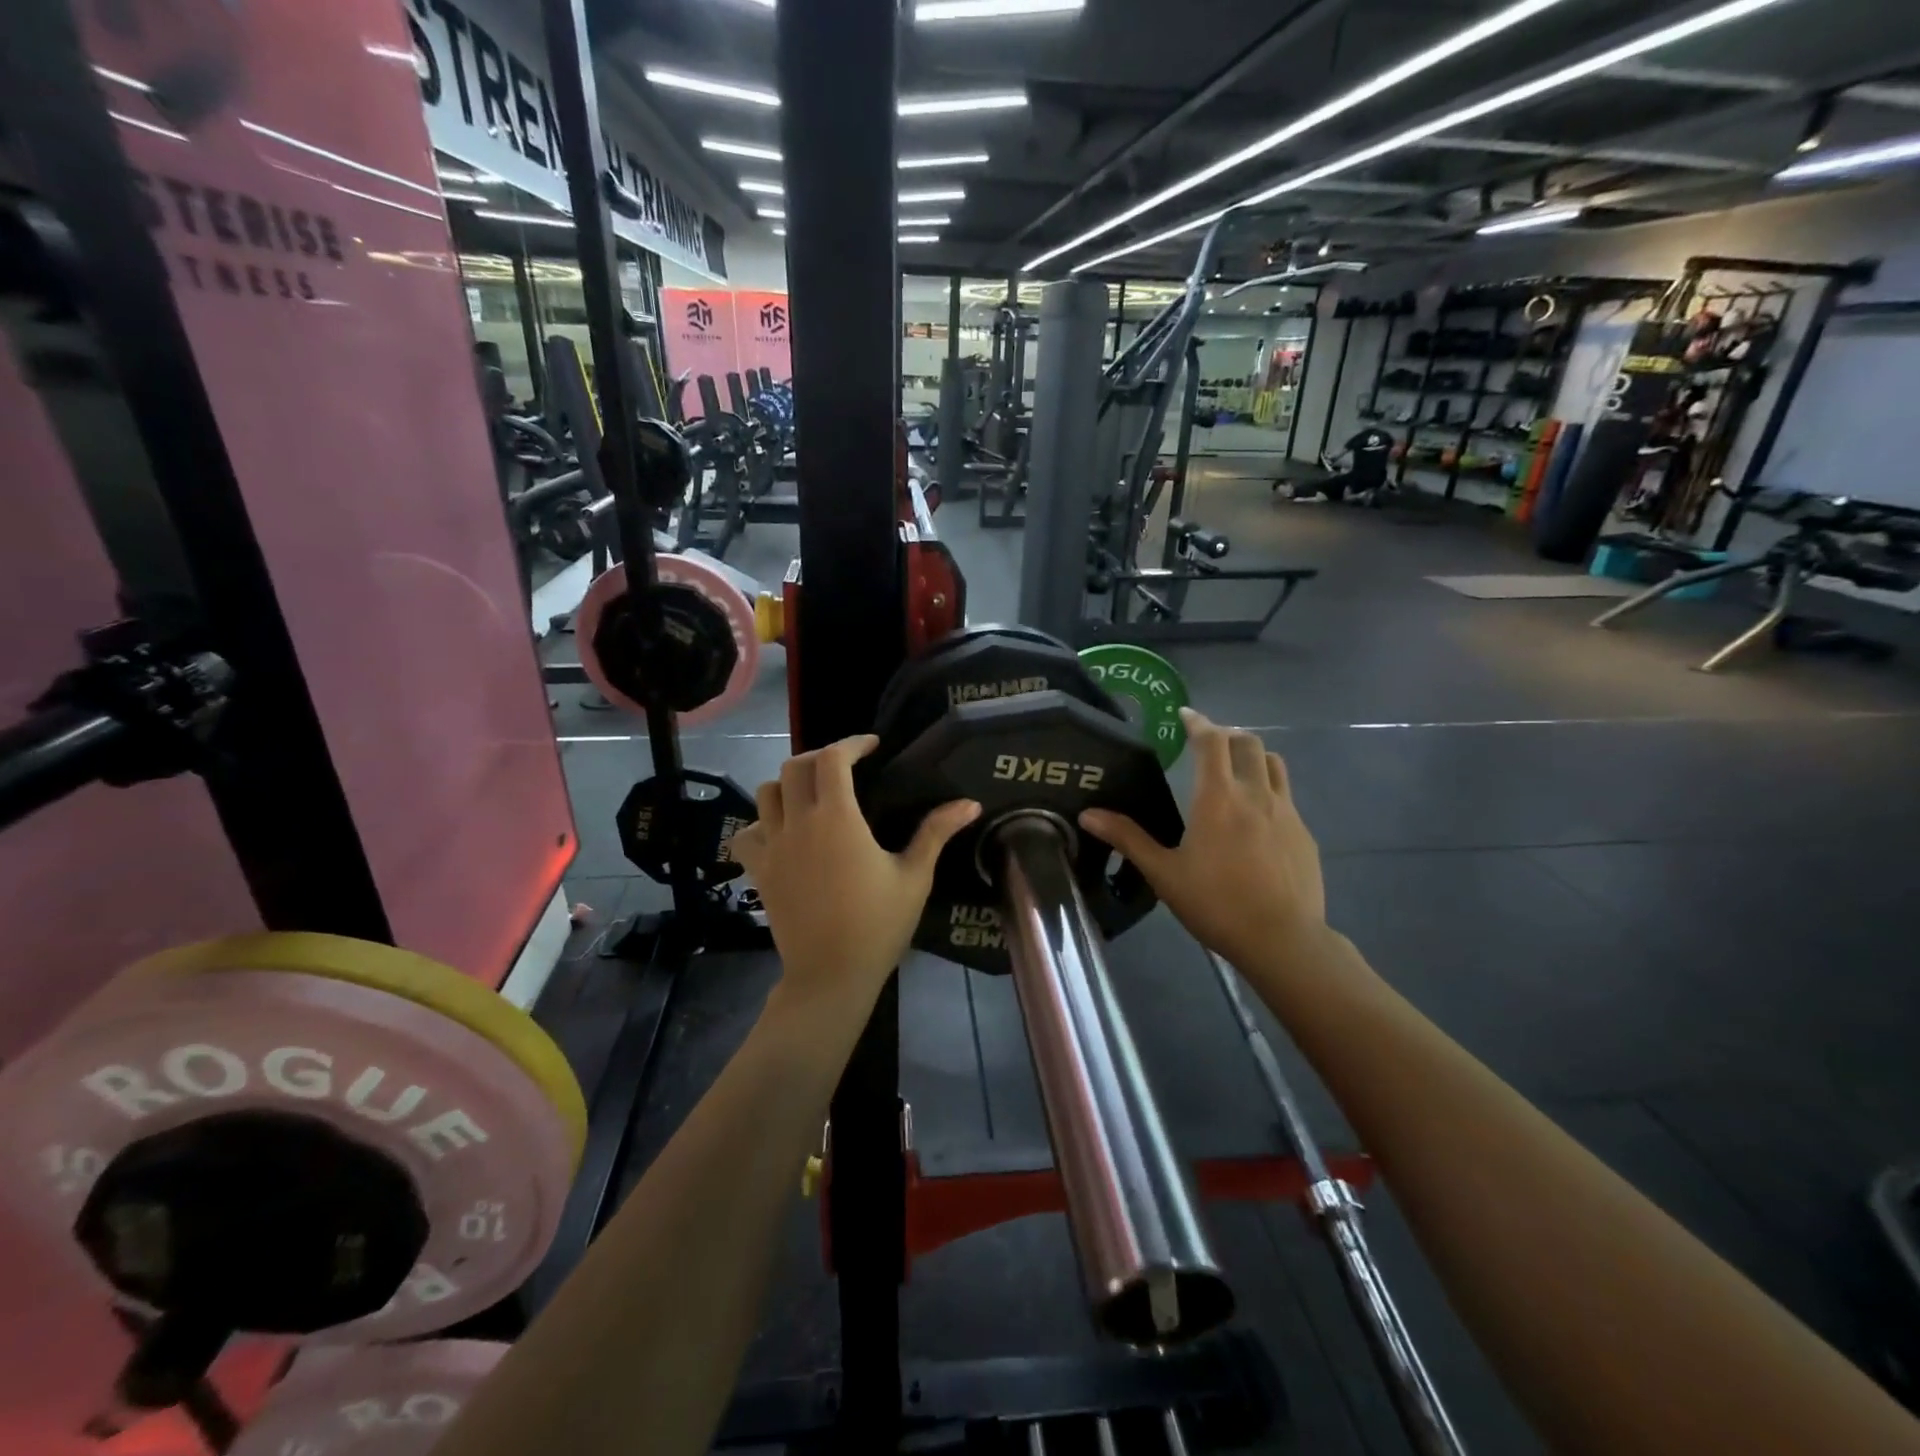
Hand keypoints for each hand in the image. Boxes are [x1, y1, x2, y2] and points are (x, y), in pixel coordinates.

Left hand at [728, 736, 978, 1017]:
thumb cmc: (878, 924)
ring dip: (788, 783)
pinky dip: (761, 823)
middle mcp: (799, 823)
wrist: (830, 975)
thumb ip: (936, 833)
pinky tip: (781, 831)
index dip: (851, 743)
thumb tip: (970, 803)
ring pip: (766, 793)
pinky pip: (748, 833)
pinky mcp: (760, 871)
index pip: (832, 759)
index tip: (872, 745)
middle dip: (820, 756)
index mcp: (837, 819)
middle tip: (845, 766)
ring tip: (812, 794)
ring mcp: (773, 847)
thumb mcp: (914, 877)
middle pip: (795, 767)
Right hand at [1079, 708, 1324, 972]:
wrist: (1282, 940)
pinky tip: (1257, 818)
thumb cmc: (1216, 904)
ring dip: (1253, 756)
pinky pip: (1286, 796)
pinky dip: (1268, 790)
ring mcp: (1287, 812)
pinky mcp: (1304, 834)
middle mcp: (1256, 794)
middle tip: (1207, 743)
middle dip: (1226, 734)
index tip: (1185, 715)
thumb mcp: (1164, 873)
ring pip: (1274, 764)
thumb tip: (1088, 814)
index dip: (1198, 722)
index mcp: (1218, 798)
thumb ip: (1128, 838)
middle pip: (1248, 743)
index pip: (1212, 742)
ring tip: (1235, 769)